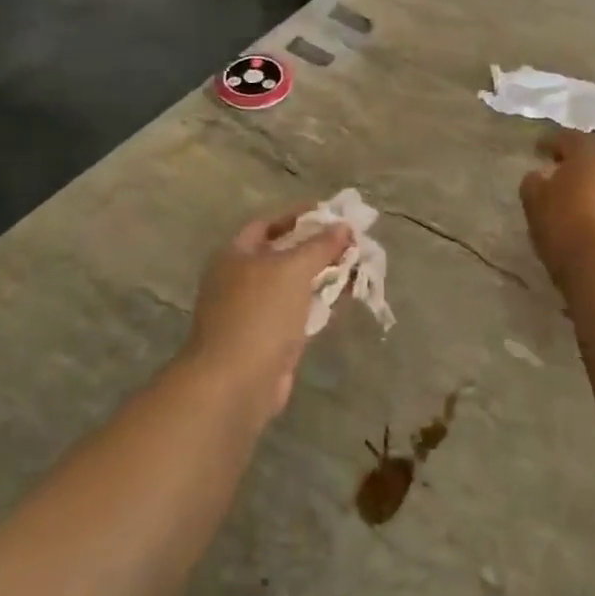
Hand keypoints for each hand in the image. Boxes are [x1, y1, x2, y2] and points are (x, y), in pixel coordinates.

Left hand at [185, 208, 353, 419]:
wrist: (236, 382)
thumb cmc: (259, 313)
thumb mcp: (293, 269)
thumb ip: (320, 245)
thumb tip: (343, 226)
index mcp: (235, 255)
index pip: (268, 224)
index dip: (299, 216)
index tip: (332, 213)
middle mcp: (241, 279)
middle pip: (284, 254)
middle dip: (319, 247)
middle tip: (353, 241)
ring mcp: (255, 312)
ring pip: (296, 285)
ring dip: (325, 275)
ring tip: (359, 266)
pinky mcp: (271, 339)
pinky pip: (300, 312)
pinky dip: (321, 303)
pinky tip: (347, 296)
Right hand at [519, 132, 594, 292]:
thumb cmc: (563, 224)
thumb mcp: (534, 199)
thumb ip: (534, 180)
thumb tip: (541, 175)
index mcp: (590, 154)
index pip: (568, 138)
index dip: (549, 142)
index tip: (536, 149)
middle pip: (589, 156)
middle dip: (571, 161)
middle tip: (552, 168)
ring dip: (584, 181)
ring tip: (564, 193)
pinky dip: (593, 199)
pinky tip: (579, 212)